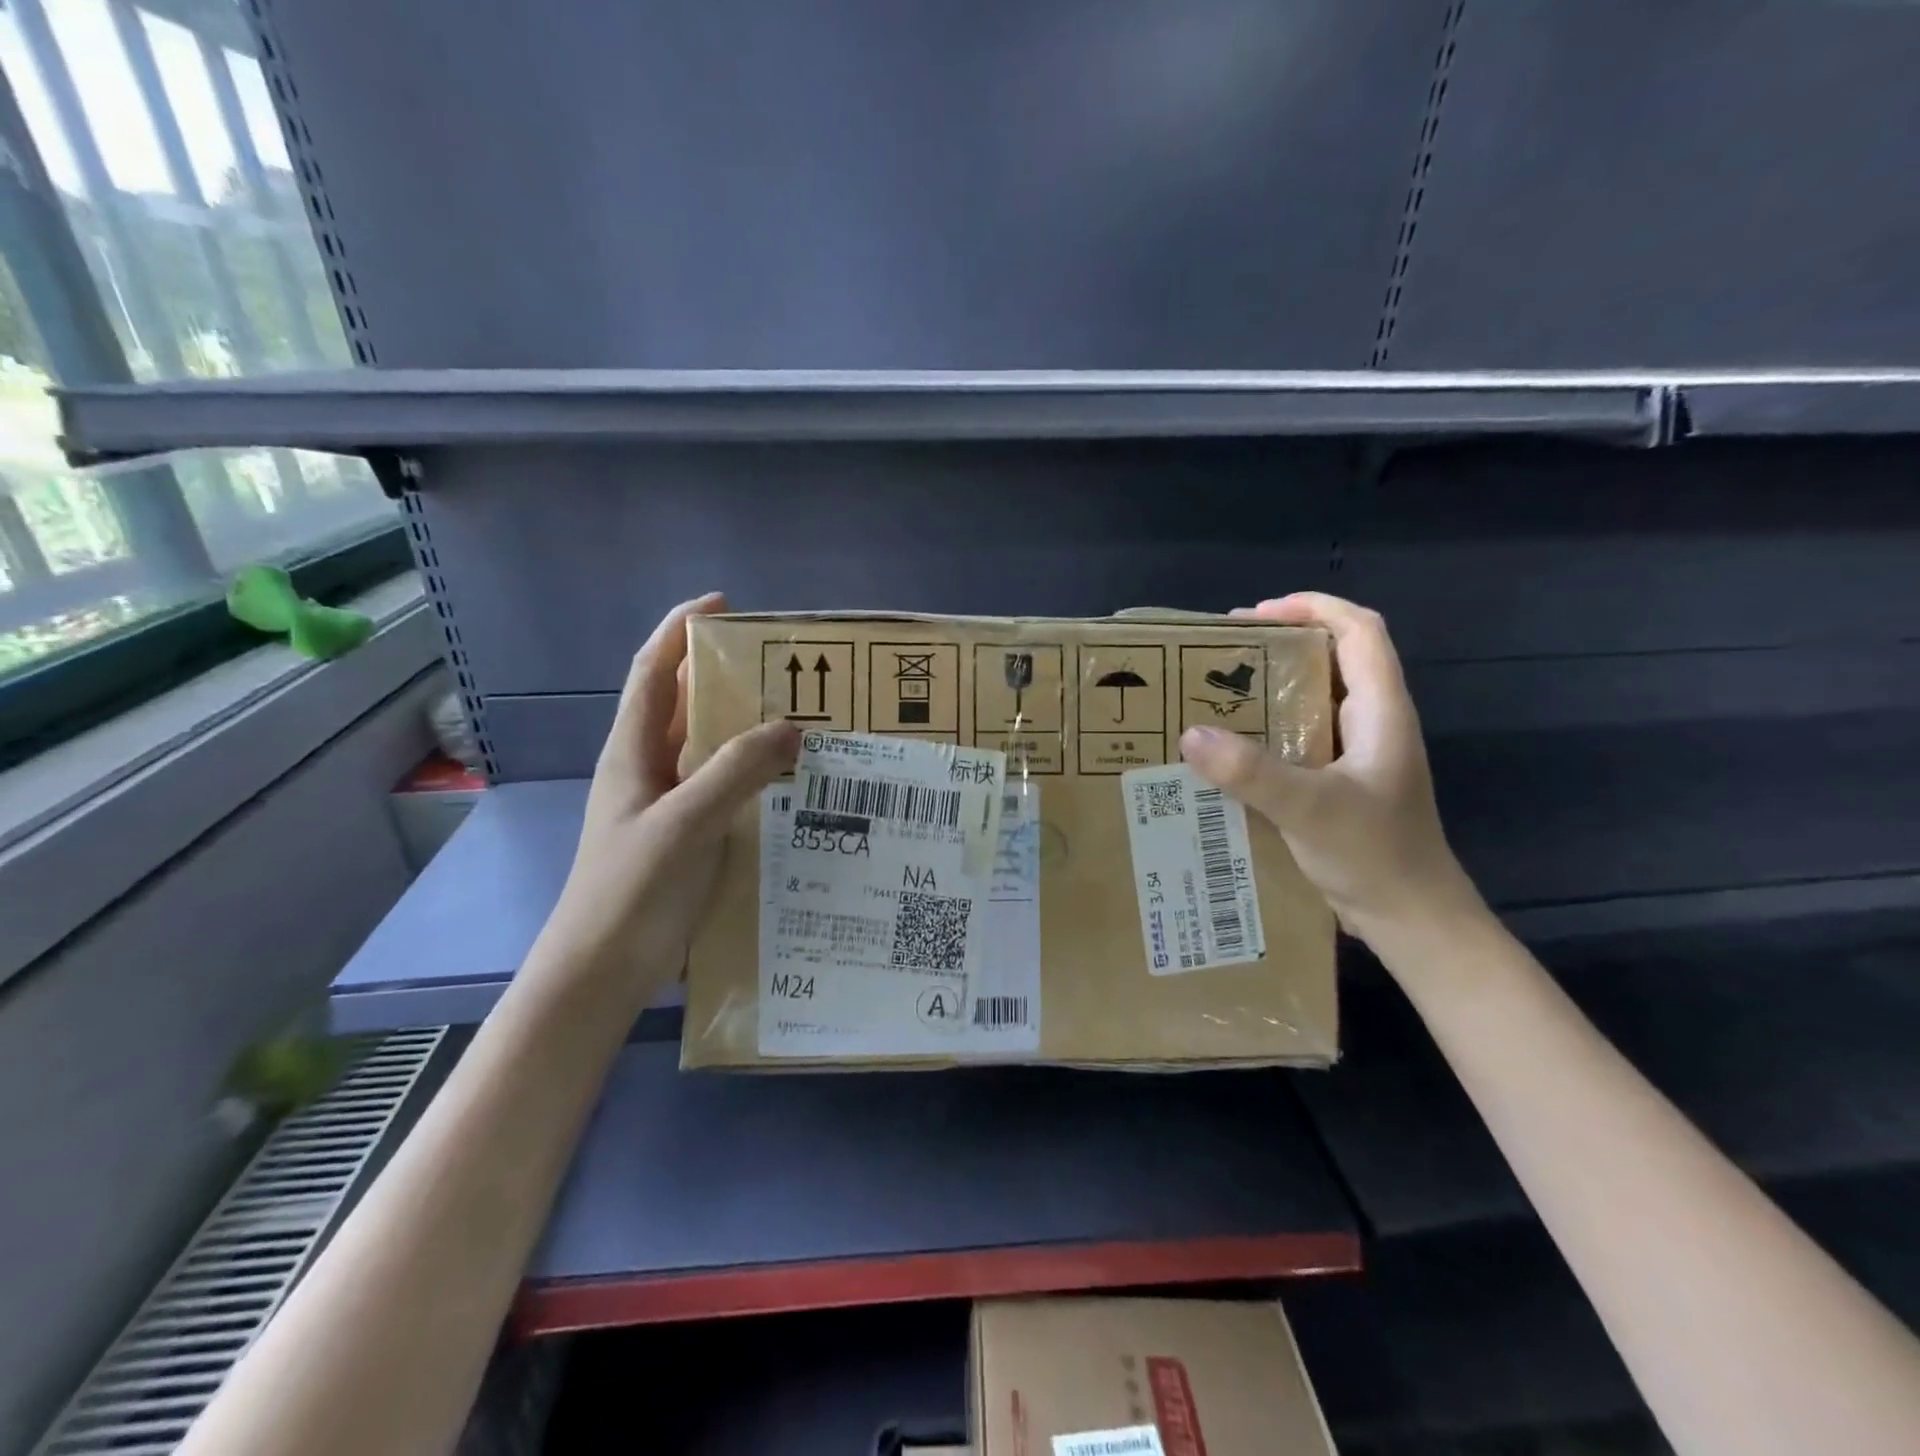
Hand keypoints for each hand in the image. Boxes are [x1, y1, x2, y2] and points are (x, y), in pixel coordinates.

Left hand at [541, 593, 797, 991]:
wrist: (601, 972)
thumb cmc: (633, 889)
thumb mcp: (687, 822)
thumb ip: (737, 771)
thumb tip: (791, 728)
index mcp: (633, 753)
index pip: (653, 672)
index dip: (679, 631)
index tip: (722, 605)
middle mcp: (646, 771)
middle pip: (684, 707)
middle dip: (724, 677)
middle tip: (784, 669)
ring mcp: (665, 807)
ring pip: (706, 751)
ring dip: (743, 730)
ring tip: (798, 720)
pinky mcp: (685, 839)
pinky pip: (722, 791)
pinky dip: (751, 777)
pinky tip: (788, 786)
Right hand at [1178, 591, 1477, 942]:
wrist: (1411, 918)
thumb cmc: (1375, 855)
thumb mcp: (1310, 809)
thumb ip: (1252, 772)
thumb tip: (1191, 734)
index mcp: (1381, 711)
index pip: (1359, 631)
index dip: (1313, 607)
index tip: (1256, 614)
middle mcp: (1373, 722)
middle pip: (1335, 656)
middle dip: (1282, 642)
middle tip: (1223, 652)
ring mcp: (1359, 753)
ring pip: (1317, 697)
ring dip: (1273, 685)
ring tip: (1219, 691)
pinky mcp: (1342, 781)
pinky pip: (1303, 735)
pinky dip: (1270, 726)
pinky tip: (1233, 748)